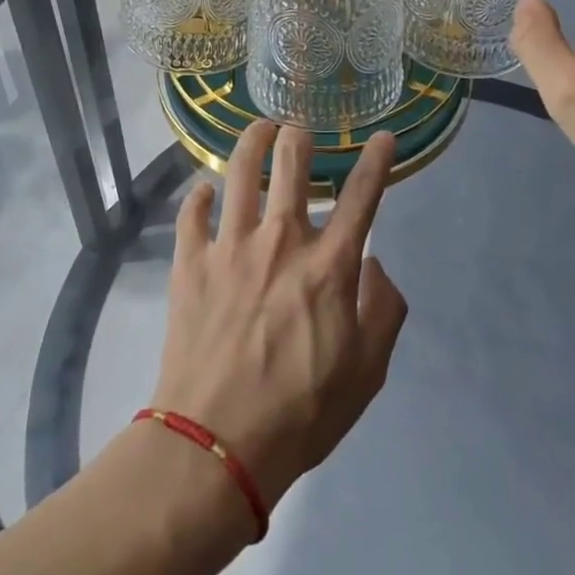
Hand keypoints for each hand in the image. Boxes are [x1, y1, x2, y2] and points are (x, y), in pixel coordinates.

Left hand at [150, 122, 407, 511]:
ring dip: (252, 140)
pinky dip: (200, 195)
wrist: (215, 446)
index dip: (377, 159)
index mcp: (328, 265)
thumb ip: (383, 310)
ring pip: (240, 170)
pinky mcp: (190, 263)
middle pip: (292, 161)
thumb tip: (372, 263)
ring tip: (260, 128)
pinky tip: (206, 190)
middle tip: (301, 129)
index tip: (384, 136)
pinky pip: (192, 213)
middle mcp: (280, 240)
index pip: (362, 195)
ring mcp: (229, 246)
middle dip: (301, 134)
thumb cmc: (300, 413)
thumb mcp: (367, 373)